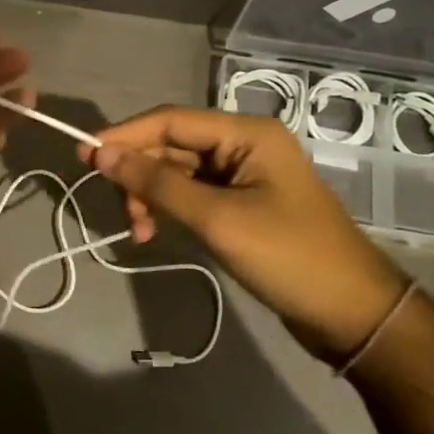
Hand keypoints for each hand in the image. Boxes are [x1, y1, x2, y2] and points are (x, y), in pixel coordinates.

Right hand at [80, 107, 407, 362]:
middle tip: (118, 211)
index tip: (82, 154)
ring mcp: (242, 175)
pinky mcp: (240, 203)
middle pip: (171, 145)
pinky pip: (191, 194)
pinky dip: (168, 210)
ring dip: (150, 196)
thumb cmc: (287, 257)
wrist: (351, 313)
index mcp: (246, 134)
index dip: (124, 136)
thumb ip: (157, 184)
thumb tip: (101, 153)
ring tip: (139, 232)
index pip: (170, 120)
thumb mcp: (216, 219)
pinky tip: (154, 232)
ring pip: (176, 171)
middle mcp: (243, 144)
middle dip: (138, 175)